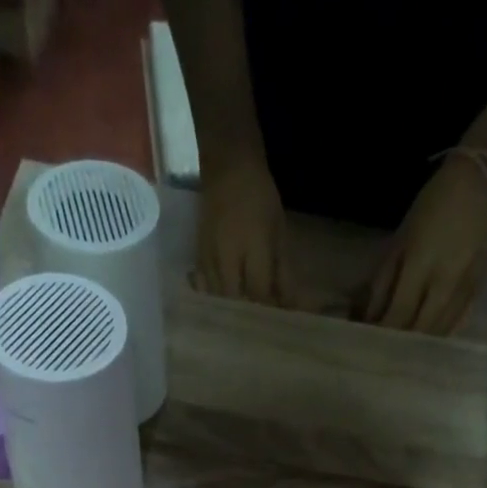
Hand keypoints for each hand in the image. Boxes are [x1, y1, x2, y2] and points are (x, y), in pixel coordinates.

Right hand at [196, 154, 297, 306]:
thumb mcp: (278, 231)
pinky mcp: (197, 255)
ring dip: (231, 308)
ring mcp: (209, 256)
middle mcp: (228, 255)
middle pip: (235, 299)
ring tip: (242, 314)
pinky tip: (222, 300)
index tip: (276, 320)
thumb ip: (282, 270)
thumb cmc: (260, 197)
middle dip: (248, 313)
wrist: (227, 166)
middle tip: (259, 321)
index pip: (259, 291)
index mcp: (253, 246)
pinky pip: (203, 286)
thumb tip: (289, 303)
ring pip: (217, 297)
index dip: (268, 309)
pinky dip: (214, 297)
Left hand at [363, 155, 486, 334]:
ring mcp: (467, 286)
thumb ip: (383, 281)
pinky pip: (460, 321)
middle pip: (422, 328)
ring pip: (442, 330)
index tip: (370, 345)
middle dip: (402, 344)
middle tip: (386, 353)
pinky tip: (431, 341)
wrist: (483, 180)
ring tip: (405, 351)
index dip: (384, 333)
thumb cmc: (433, 206)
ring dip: (422, 344)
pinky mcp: (481, 287)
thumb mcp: (400, 240)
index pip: (399, 312)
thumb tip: (368, 317)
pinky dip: (442, 334)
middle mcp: (446, 280)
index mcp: (422, 263)